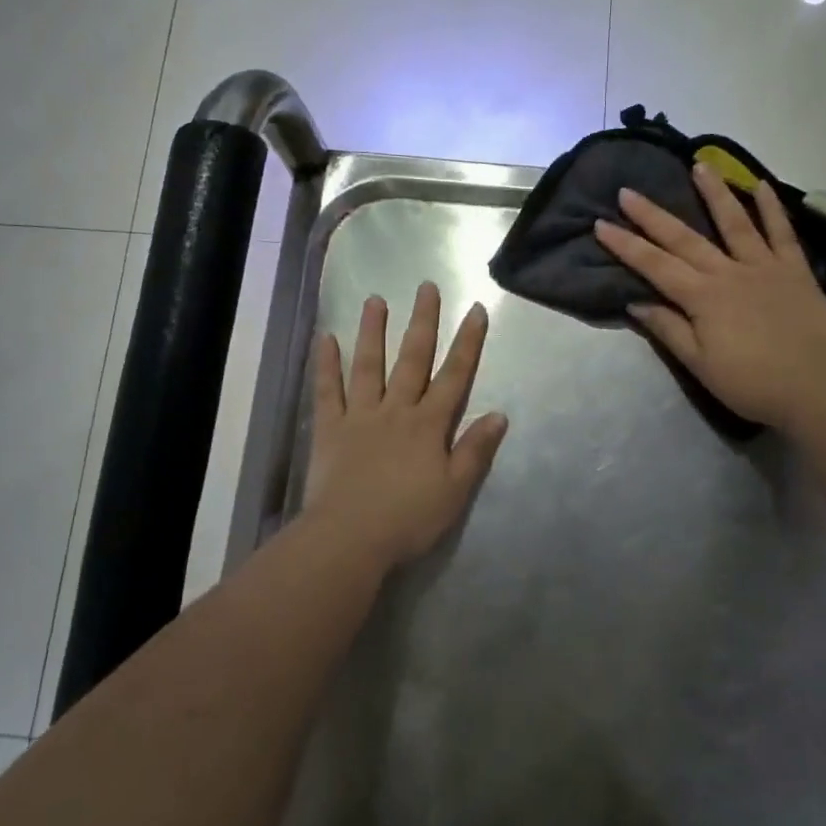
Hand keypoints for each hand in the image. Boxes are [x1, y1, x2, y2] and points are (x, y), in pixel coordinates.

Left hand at [303, 282, 508, 566]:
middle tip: (426, 287)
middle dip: (423, 322)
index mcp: (428, 424)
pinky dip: (326, 364)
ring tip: (375, 300)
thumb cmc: (409, 518)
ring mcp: (360, 416)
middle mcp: (396, 410)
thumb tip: (499, 415)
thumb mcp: (455, 490)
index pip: (454, 376)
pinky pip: (328, 390)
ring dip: (373, 331)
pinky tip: (326, 339)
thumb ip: (475, 450)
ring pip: (368, 365)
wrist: (351, 537)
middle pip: (412, 359)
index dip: (468, 343)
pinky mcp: (330, 428)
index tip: (476, 311)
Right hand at [594, 164, 825, 430]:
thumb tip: (636, 303)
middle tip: (627, 191)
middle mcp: (728, 272)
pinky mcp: (795, 270)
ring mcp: (763, 266)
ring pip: (734, 222)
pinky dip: (772, 208)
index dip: (626, 246)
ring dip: (714, 193)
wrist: (816, 385)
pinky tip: (761, 185)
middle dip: (652, 215)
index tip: (600, 224)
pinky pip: (782, 233)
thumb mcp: (700, 364)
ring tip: (698, 165)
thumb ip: (668, 329)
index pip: (654, 266)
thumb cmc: (751, 382)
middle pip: (684, 239)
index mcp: (702, 297)